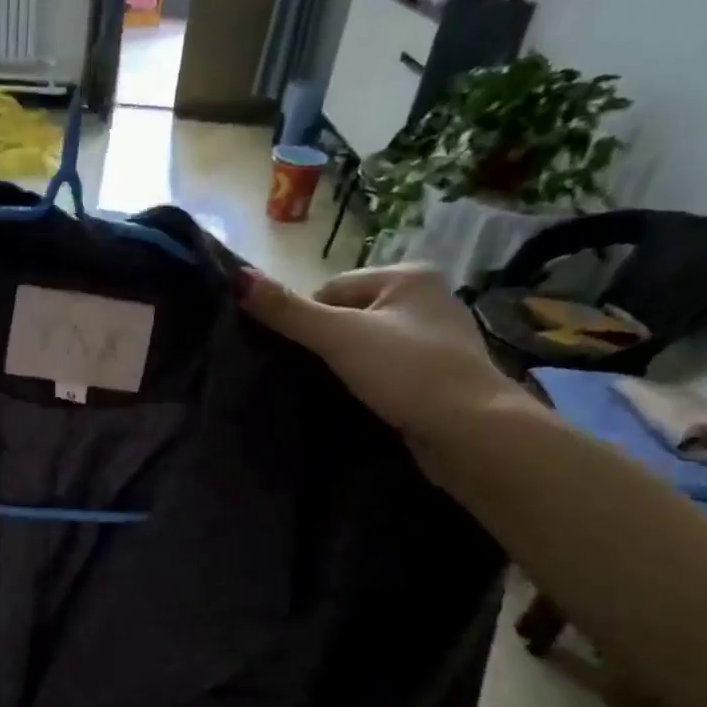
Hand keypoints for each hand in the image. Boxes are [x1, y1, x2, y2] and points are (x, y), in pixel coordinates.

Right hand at [237, 265, 519, 441]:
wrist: (470, 431)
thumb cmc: (406, 371)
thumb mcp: (338, 336)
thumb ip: (287, 311)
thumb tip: (236, 278)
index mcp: (409, 275)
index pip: (331, 289)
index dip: (308, 321)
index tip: (302, 355)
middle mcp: (428, 297)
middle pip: (349, 315)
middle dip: (327, 344)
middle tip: (314, 376)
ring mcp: (436, 337)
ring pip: (367, 344)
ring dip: (347, 365)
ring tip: (336, 391)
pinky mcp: (438, 374)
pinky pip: (387, 368)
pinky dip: (370, 382)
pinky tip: (363, 401)